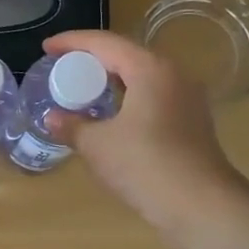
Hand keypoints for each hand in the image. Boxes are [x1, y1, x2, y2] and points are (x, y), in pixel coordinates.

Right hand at [42, 30, 244, 232]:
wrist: (201, 205)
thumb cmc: (145, 165)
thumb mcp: (98, 145)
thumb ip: (72, 126)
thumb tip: (52, 118)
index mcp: (151, 69)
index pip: (105, 43)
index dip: (72, 42)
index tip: (47, 47)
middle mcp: (173, 75)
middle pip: (126, 56)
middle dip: (92, 60)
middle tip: (62, 68)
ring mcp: (187, 99)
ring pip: (142, 78)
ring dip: (111, 81)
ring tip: (83, 90)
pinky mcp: (191, 123)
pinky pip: (152, 98)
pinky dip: (127, 99)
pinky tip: (110, 117)